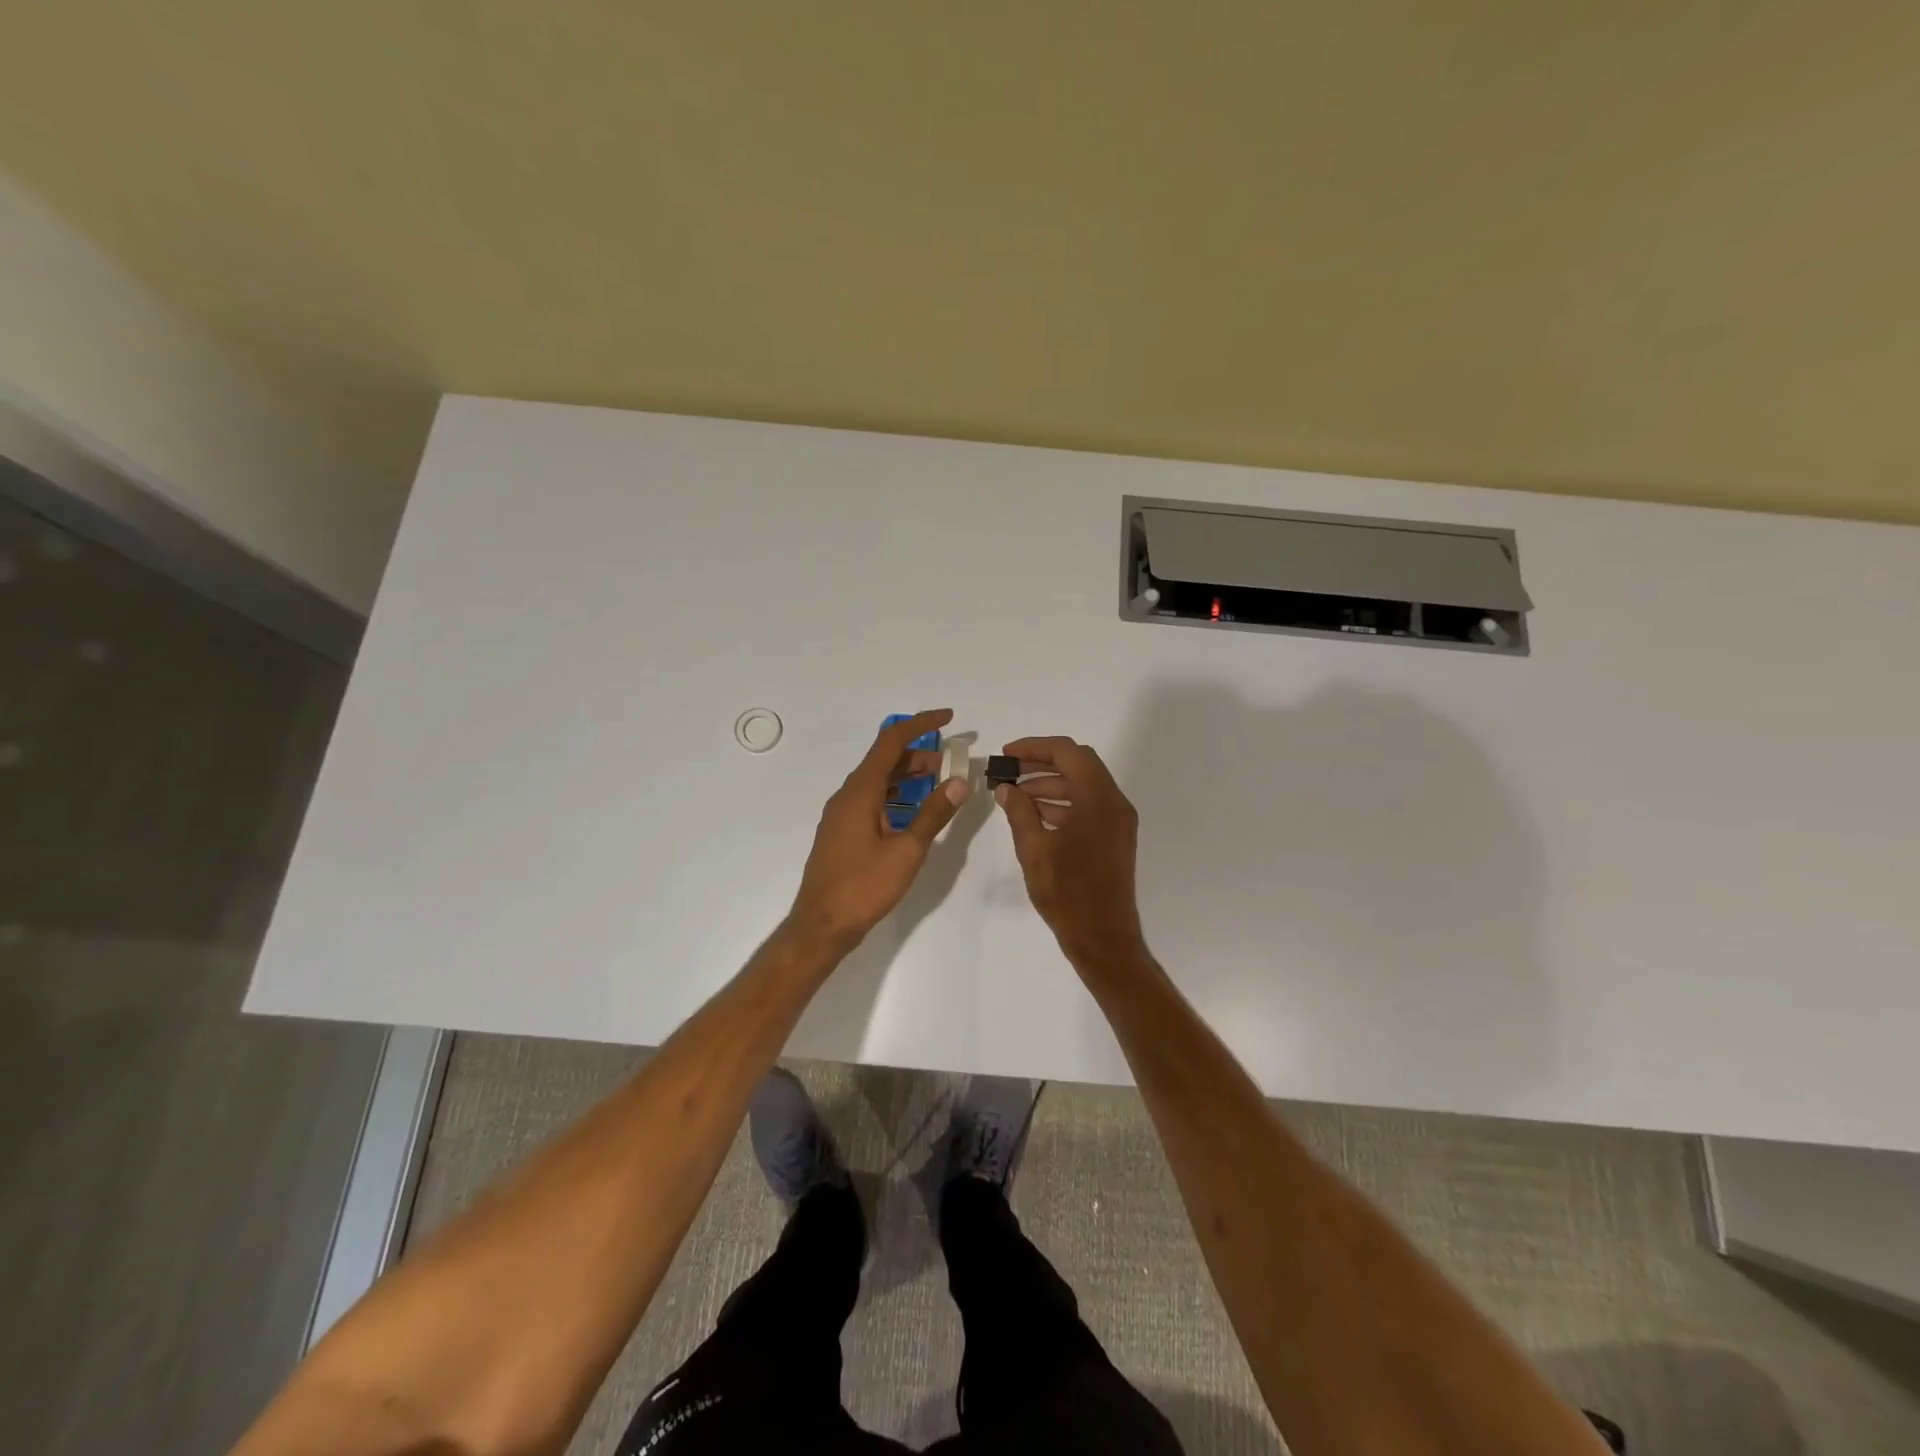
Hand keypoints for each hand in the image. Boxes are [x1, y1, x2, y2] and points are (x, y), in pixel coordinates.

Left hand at [788, 709, 970, 952]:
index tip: (949, 718)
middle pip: (884, 759)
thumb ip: (934, 813)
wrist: (821, 925)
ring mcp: (841, 814)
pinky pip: (871, 799)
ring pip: (877, 781)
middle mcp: (847, 795)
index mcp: (861, 791)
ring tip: (938, 784)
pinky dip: (895, 795)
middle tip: (951, 762)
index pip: (891, 741)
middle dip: (919, 754)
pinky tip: (913, 812)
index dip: (920, 724)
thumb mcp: (907, 850)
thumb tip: (959, 781)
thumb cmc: (864, 886)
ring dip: (907, 776)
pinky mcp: (841, 831)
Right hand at [995, 736, 1147, 965]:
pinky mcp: (1115, 837)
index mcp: (1098, 799)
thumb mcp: (1034, 849)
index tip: (1006, 755)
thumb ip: (1019, 812)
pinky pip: (1089, 805)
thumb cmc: (1067, 893)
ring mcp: (1118, 820)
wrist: (1103, 937)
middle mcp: (1115, 802)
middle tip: (1009, 771)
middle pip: (1079, 764)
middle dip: (1042, 762)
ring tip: (1015, 795)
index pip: (1068, 753)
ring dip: (1051, 783)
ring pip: (1084, 784)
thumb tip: (1006, 788)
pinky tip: (1035, 815)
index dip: (1034, 748)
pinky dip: (1063, 802)